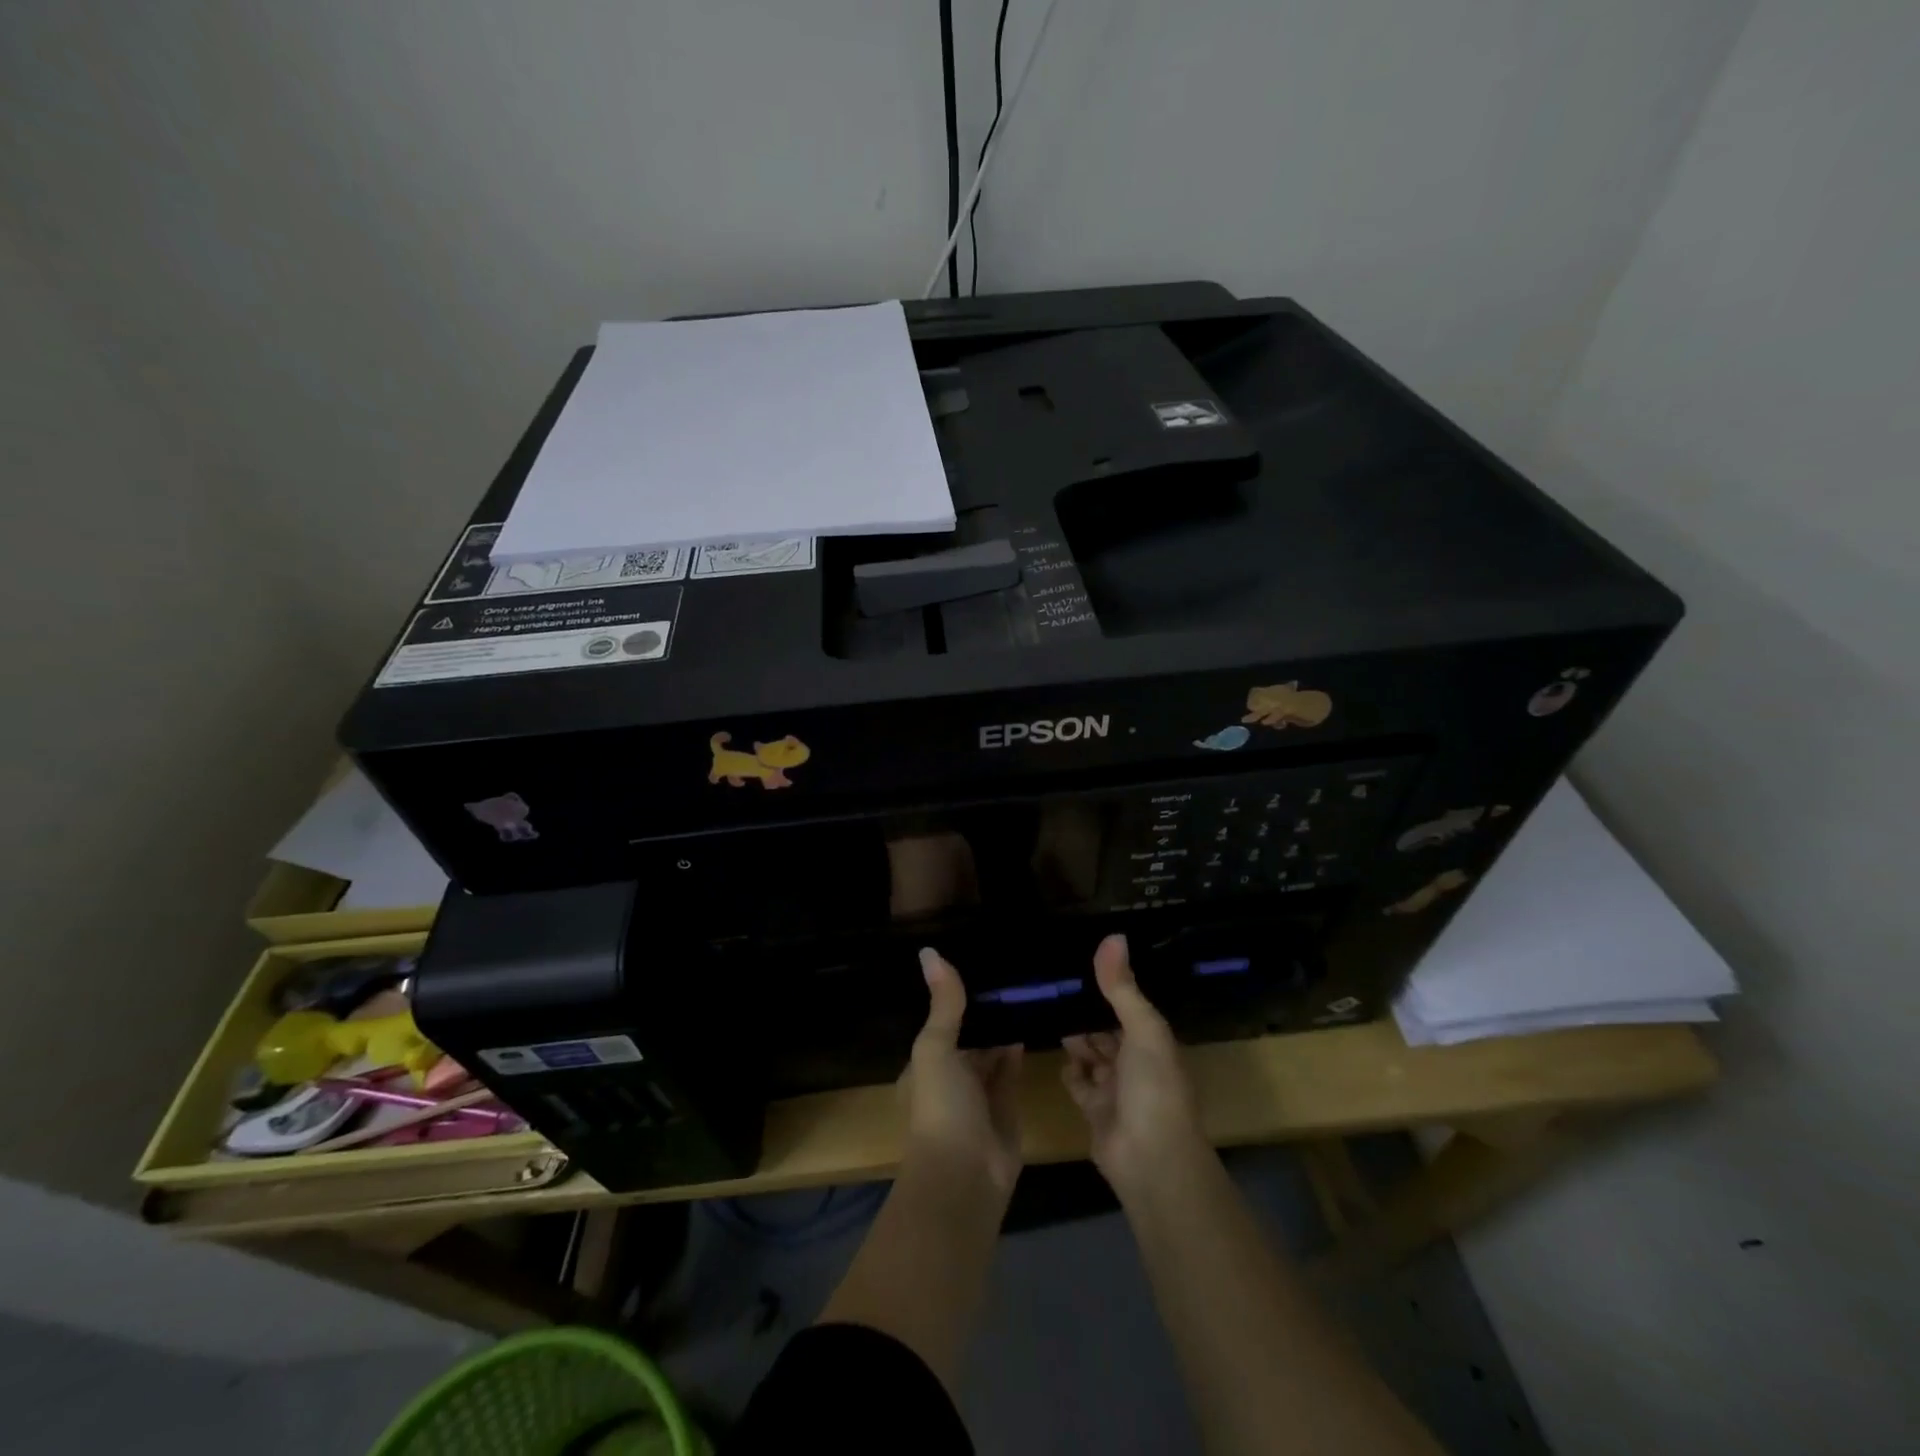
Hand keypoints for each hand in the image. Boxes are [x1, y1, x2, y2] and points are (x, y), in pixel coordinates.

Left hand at [902, 948, 1024, 1195]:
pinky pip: (1012, 1068)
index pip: (942, 1019)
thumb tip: (930, 951)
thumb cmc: (941, 1107)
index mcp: (927, 1061)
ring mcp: (979, 1092)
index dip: (957, 994)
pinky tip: (1032, 1018)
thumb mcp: (935, 1048)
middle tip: (1010, 966)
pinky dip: (1018, 1047)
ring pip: (992, 1050)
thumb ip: (943, 1004)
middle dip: (985, 1008)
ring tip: (1025, 984)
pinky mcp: (1006, 1105)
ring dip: (1004, 1025)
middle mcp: (952, 1074)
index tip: (979, 959)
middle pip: (969, 1033)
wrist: (965, 1176)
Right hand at [1062, 934, 1206, 1192]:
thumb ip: (1122, 987)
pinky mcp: (1096, 1112)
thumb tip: (1113, 936)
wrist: (1151, 1162)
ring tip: (1046, 1008)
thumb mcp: (1143, 1029)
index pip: (1130, 1007)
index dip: (1110, 987)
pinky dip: (1071, 1071)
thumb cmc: (1153, 1087)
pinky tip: (1056, 1052)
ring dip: (1077, 1038)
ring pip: (1092, 1055)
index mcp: (1154, 1042)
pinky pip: (1080, 1084)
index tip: (1081, 961)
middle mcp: (1137, 1063)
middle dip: (1088, 1011)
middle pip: (1108, 1030)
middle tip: (1053, 983)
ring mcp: (1116, 1089)